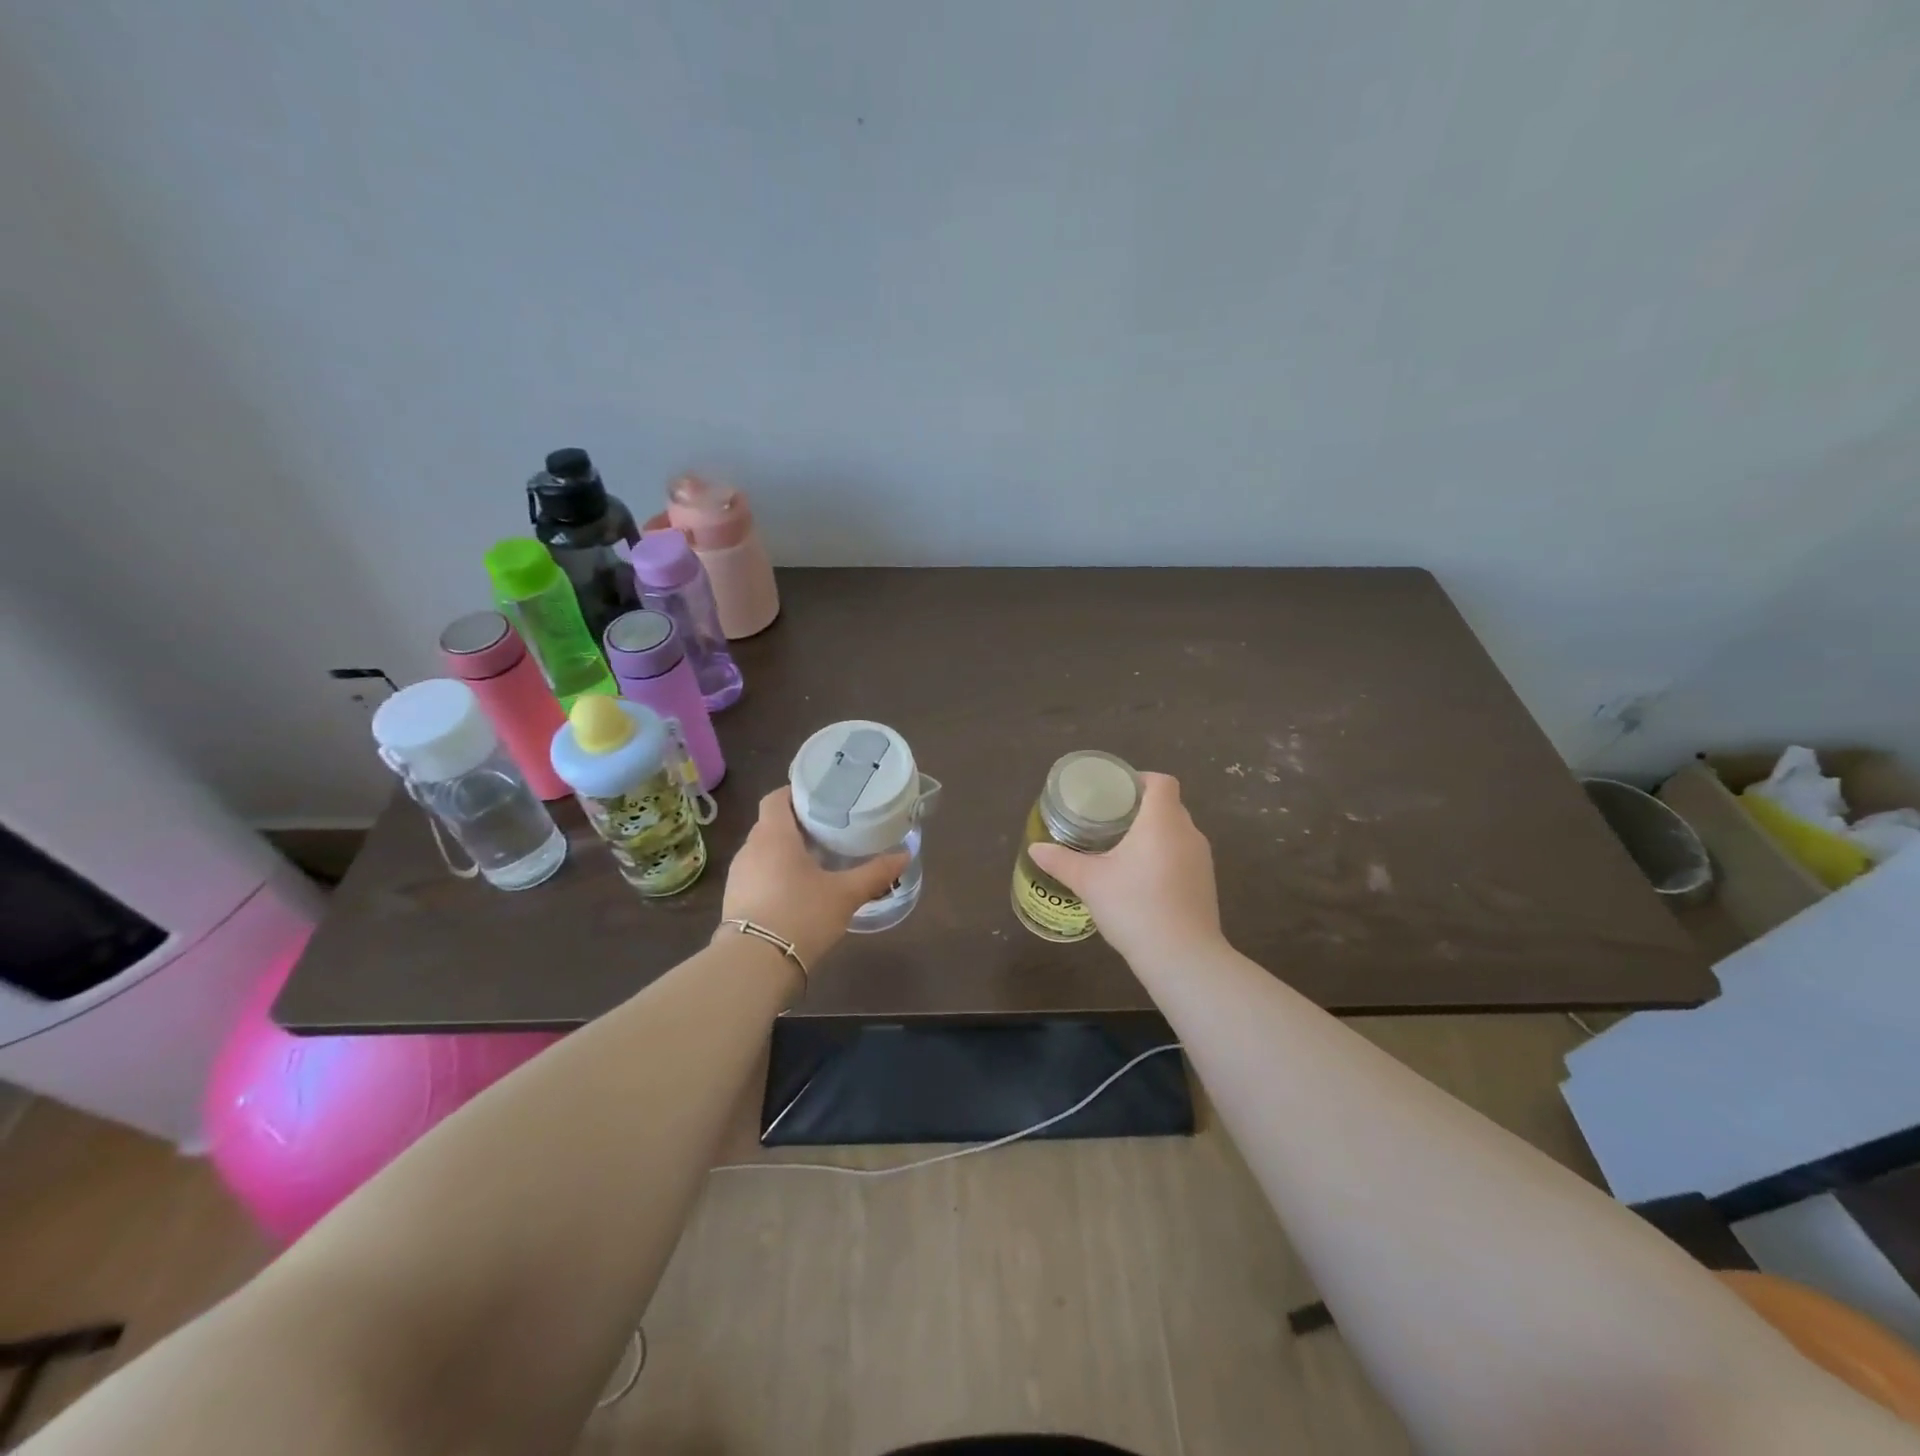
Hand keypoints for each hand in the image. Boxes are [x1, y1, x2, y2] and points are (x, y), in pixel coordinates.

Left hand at [719, 788, 908, 969]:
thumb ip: (875, 873)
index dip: (796, 793)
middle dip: (797, 825)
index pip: (776, 798)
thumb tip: (905, 855)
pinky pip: (757, 875)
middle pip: (771, 824)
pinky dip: (775, 875)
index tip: (821, 799)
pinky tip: (796, 892)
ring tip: (815, 861)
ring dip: (785, 852)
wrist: (755, 964)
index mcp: (774, 835)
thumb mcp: (845, 894)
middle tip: (828, 831)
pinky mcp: (734, 900)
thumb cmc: (801, 915)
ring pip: (763, 851)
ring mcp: (738, 876)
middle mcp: (750, 848)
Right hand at [1027, 772, 1223, 967]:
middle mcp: (1188, 833)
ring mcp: (1202, 860)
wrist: (1182, 957)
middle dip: (1141, 809)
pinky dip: (1164, 857)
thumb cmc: (1134, 906)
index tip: (1115, 792)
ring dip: (1154, 835)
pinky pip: (1183, 857)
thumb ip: (1061, 861)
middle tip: (1110, 820)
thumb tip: (1035, 848)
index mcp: (1162, 821)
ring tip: (1123, 849)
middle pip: (1169, 806)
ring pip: (1177, 833)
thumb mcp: (1089, 882)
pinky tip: (1141, 880)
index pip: (1161, 782)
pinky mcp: (1206, 884)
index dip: (1140, 779)